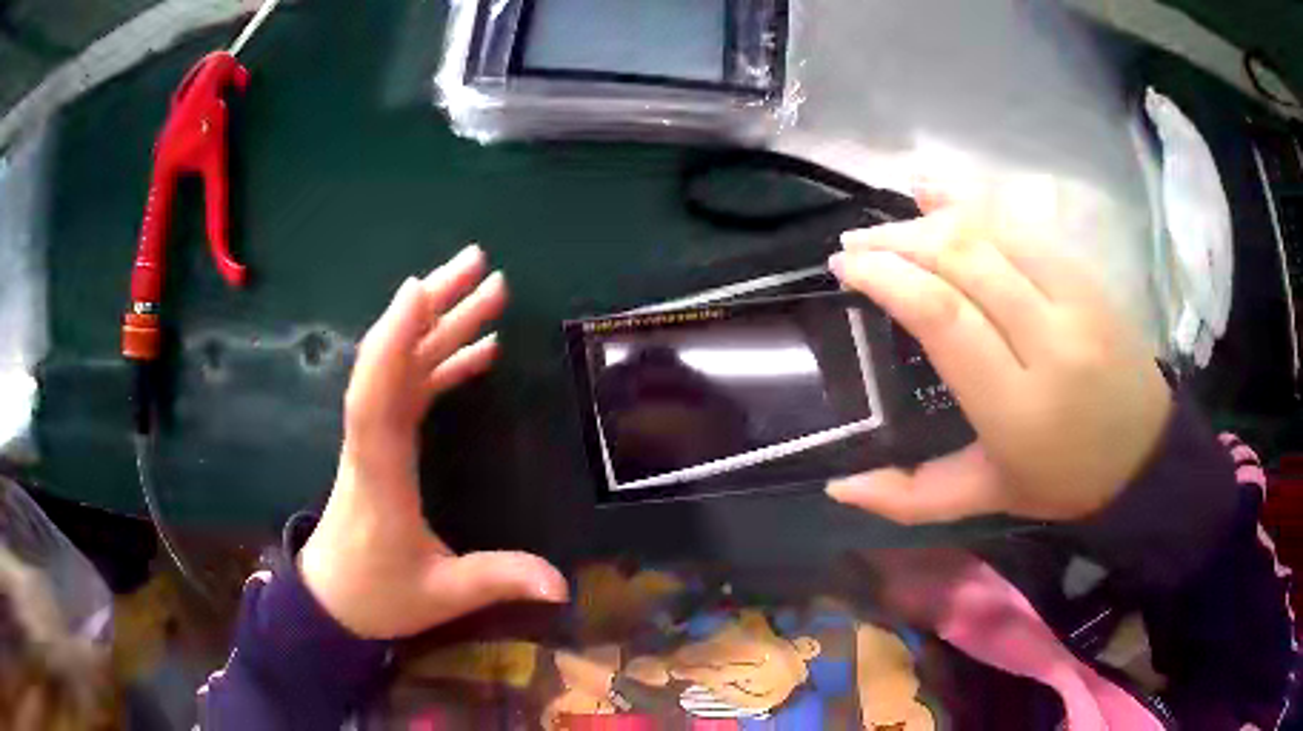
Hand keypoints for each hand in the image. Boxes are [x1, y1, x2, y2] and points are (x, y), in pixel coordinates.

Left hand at [299, 245, 567, 638]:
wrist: (332, 599)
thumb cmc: (378, 595)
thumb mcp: (441, 594)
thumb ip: (497, 581)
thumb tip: (562, 586)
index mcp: (379, 474)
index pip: (377, 398)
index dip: (393, 342)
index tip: (419, 290)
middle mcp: (372, 441)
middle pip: (393, 361)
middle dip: (432, 307)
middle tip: (480, 264)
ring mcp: (376, 437)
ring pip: (403, 365)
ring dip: (441, 323)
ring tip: (489, 288)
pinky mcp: (385, 441)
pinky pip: (412, 388)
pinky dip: (443, 362)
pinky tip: (479, 348)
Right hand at [827, 197, 1171, 523]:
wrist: (1145, 456)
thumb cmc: (1061, 481)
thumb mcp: (985, 500)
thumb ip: (911, 498)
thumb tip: (840, 485)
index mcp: (1017, 406)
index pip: (944, 316)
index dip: (889, 278)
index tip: (846, 268)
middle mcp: (1050, 340)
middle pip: (964, 259)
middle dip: (899, 240)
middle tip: (855, 246)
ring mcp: (1076, 298)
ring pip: (993, 231)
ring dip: (931, 219)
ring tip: (889, 228)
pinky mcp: (1088, 276)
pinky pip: (1024, 224)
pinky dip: (974, 202)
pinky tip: (937, 192)